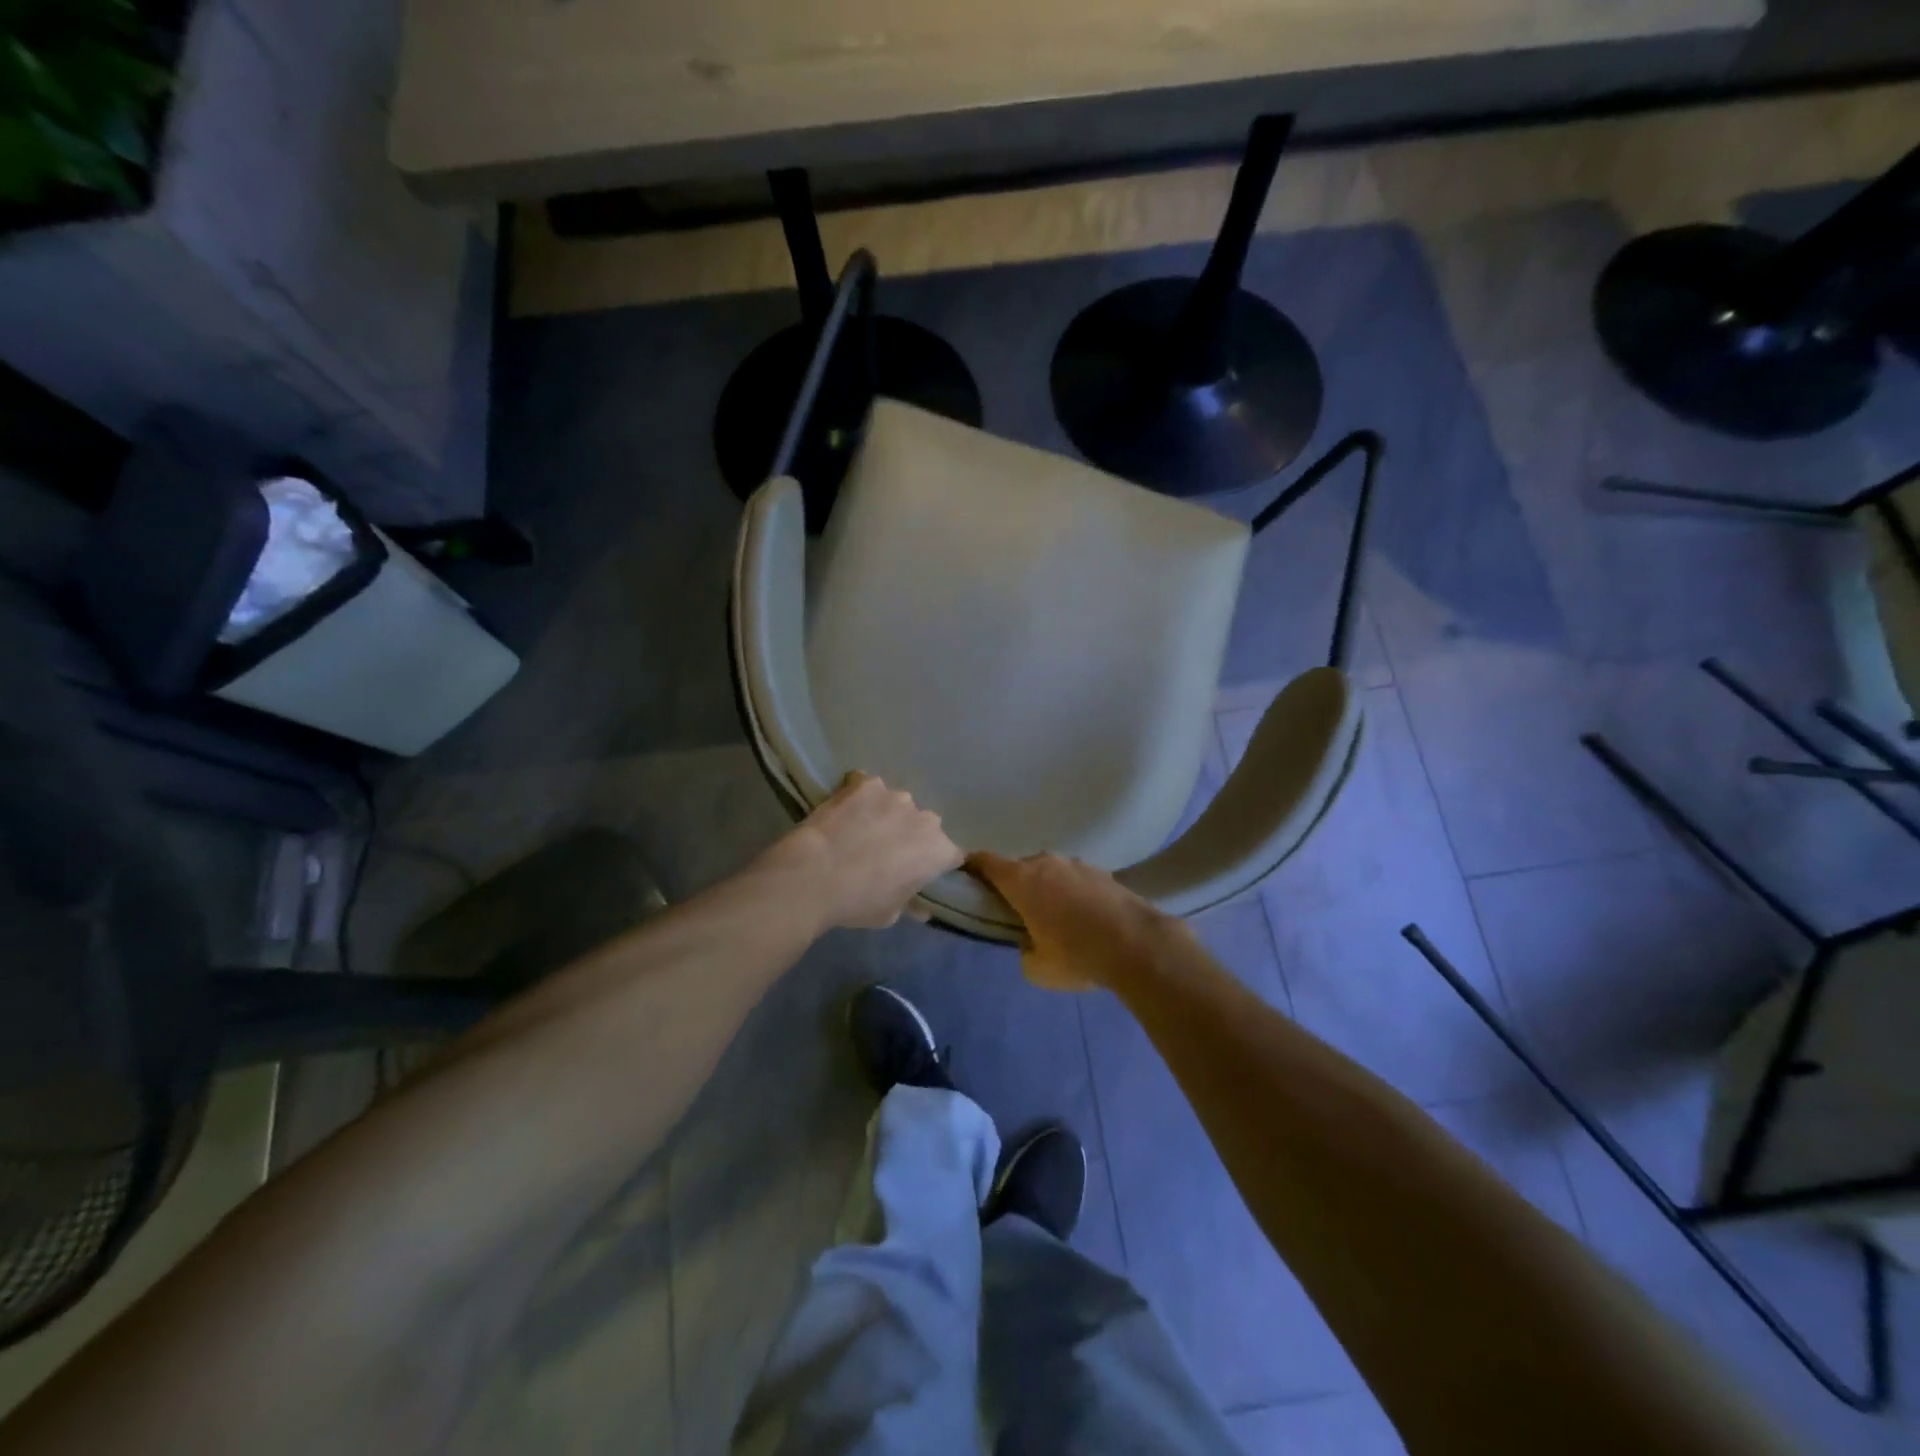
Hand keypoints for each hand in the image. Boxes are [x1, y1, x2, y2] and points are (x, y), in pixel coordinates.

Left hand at [777, 773, 962, 930]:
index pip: (951, 855)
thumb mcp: (890, 914)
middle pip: (925, 826)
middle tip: (886, 851)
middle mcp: (925, 818)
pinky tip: (844, 810)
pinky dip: (860, 796)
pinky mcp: (866, 783)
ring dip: (886, 815)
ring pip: (897, 805)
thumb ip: (910, 904)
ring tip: (861, 829)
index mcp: (938, 851)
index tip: (919, 872)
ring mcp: (895, 796)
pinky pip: (868, 787)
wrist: (813, 875)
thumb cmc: (858, 902)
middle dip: (911, 836)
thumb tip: (920, 908)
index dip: (936, 864)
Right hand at [968, 851, 1176, 990]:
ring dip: (1046, 887)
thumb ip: (1024, 951)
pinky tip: (1083, 916)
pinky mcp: (1102, 872)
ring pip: (1050, 872)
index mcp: (1021, 880)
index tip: (966, 876)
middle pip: (1019, 867)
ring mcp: (1076, 864)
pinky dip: (1072, 892)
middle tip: (1015, 909)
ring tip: (1054, 915)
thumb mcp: (1037, 968)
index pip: (986, 861)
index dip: (972, 866)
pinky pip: (1075, 879)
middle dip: (1014, 884)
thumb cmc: (1076, 954)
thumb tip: (1030, 942)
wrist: (1137, 944)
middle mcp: (1046, 863)